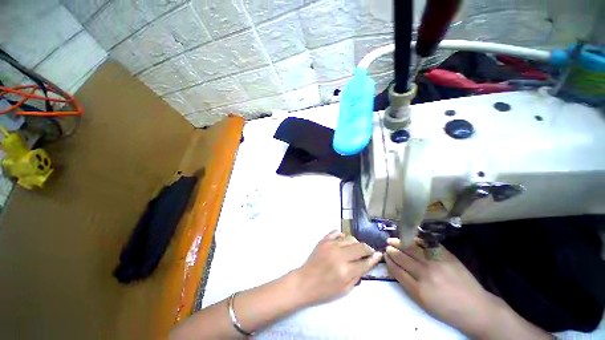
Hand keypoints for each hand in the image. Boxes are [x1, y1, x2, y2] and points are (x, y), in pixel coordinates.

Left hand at [292, 231, 381, 306]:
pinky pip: (336, 232)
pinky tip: (343, 241)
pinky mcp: (324, 240)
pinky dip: (342, 235)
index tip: (379, 254)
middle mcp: (340, 255)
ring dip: (355, 243)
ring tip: (355, 249)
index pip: (365, 262)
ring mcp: (331, 245)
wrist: (305, 281)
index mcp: (346, 271)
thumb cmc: (325, 290)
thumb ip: (357, 275)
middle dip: (367, 249)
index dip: (374, 258)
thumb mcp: (345, 289)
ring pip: (350, 238)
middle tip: (368, 252)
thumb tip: (367, 263)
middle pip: (360, 247)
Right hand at [384, 238, 504, 336]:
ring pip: (411, 248)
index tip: (384, 255)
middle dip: (392, 250)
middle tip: (386, 246)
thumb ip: (407, 284)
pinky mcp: (446, 255)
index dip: (389, 261)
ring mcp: (436, 262)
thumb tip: (395, 267)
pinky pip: (426, 243)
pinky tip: (409, 238)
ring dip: (399, 242)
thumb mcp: (423, 303)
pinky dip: (415, 239)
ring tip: (392, 240)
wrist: (476, 307)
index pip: (397, 270)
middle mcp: (426, 273)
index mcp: (419, 290)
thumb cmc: (447, 309)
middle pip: (402, 257)